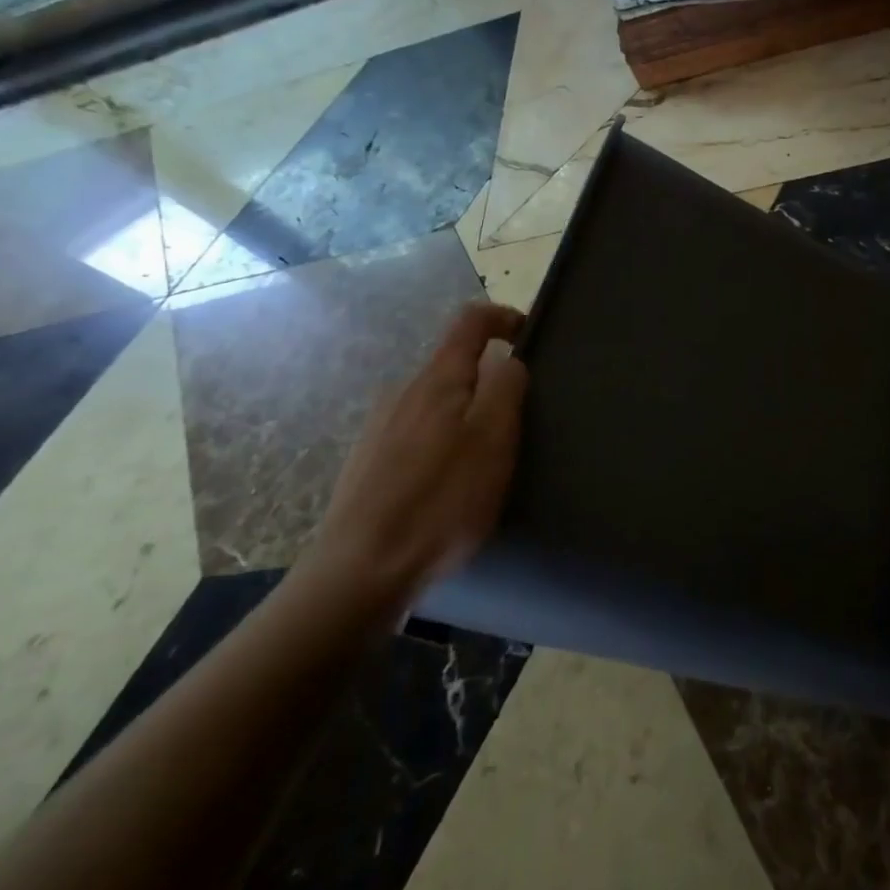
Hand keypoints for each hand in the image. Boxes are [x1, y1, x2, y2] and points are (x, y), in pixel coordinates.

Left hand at [302, 301, 528, 623]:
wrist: (360, 571)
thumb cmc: (440, 501)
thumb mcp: (493, 441)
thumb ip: (506, 389)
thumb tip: (509, 360)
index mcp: (437, 380)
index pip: (470, 321)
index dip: (503, 317)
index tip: (529, 335)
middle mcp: (403, 391)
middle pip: (453, 364)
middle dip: (489, 378)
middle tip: (518, 418)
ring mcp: (379, 427)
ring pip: (435, 402)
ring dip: (466, 414)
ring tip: (487, 458)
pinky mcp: (368, 462)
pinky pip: (417, 433)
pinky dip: (443, 441)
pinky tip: (447, 485)